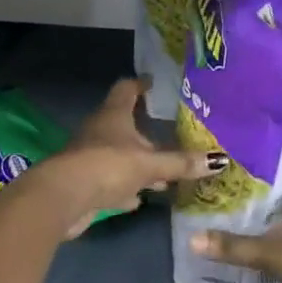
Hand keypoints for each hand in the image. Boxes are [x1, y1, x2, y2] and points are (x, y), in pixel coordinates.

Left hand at [31, 79, 215, 237]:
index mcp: (114, 115)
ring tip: (161, 172)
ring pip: (117, 154)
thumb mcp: (150, 164)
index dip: (140, 85)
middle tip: (168, 134)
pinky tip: (138, 198)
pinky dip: (124, 186)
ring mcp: (89, 156)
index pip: (127, 88)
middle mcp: (99, 130)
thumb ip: (181, 164)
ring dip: (136, 161)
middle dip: (144, 130)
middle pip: (123, 123)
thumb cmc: (107, 166)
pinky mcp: (84, 183)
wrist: (62, 199)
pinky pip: (109, 179)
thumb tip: (220, 160)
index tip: (153, 83)